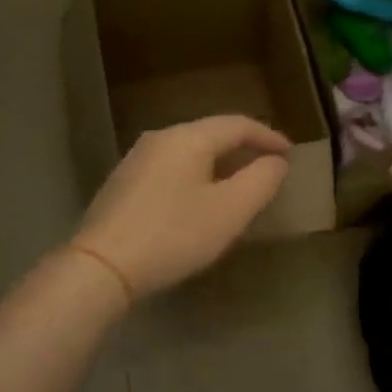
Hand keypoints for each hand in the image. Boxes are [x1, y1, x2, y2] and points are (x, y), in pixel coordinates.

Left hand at [73, 115, 290, 298]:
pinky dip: (197, 176)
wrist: (101, 267)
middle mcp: (159, 139)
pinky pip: (172, 168)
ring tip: (240, 184)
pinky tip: (202, 200)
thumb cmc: (173, 235)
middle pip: (211, 134)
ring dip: (220, 163)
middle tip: (269, 168)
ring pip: (190, 152)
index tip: (291, 154)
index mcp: (187, 138)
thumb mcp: (230, 211)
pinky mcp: (124, 184)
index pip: (237, 124)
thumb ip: (260, 181)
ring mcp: (136, 160)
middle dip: (244, 148)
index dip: (268, 136)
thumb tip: (275, 162)